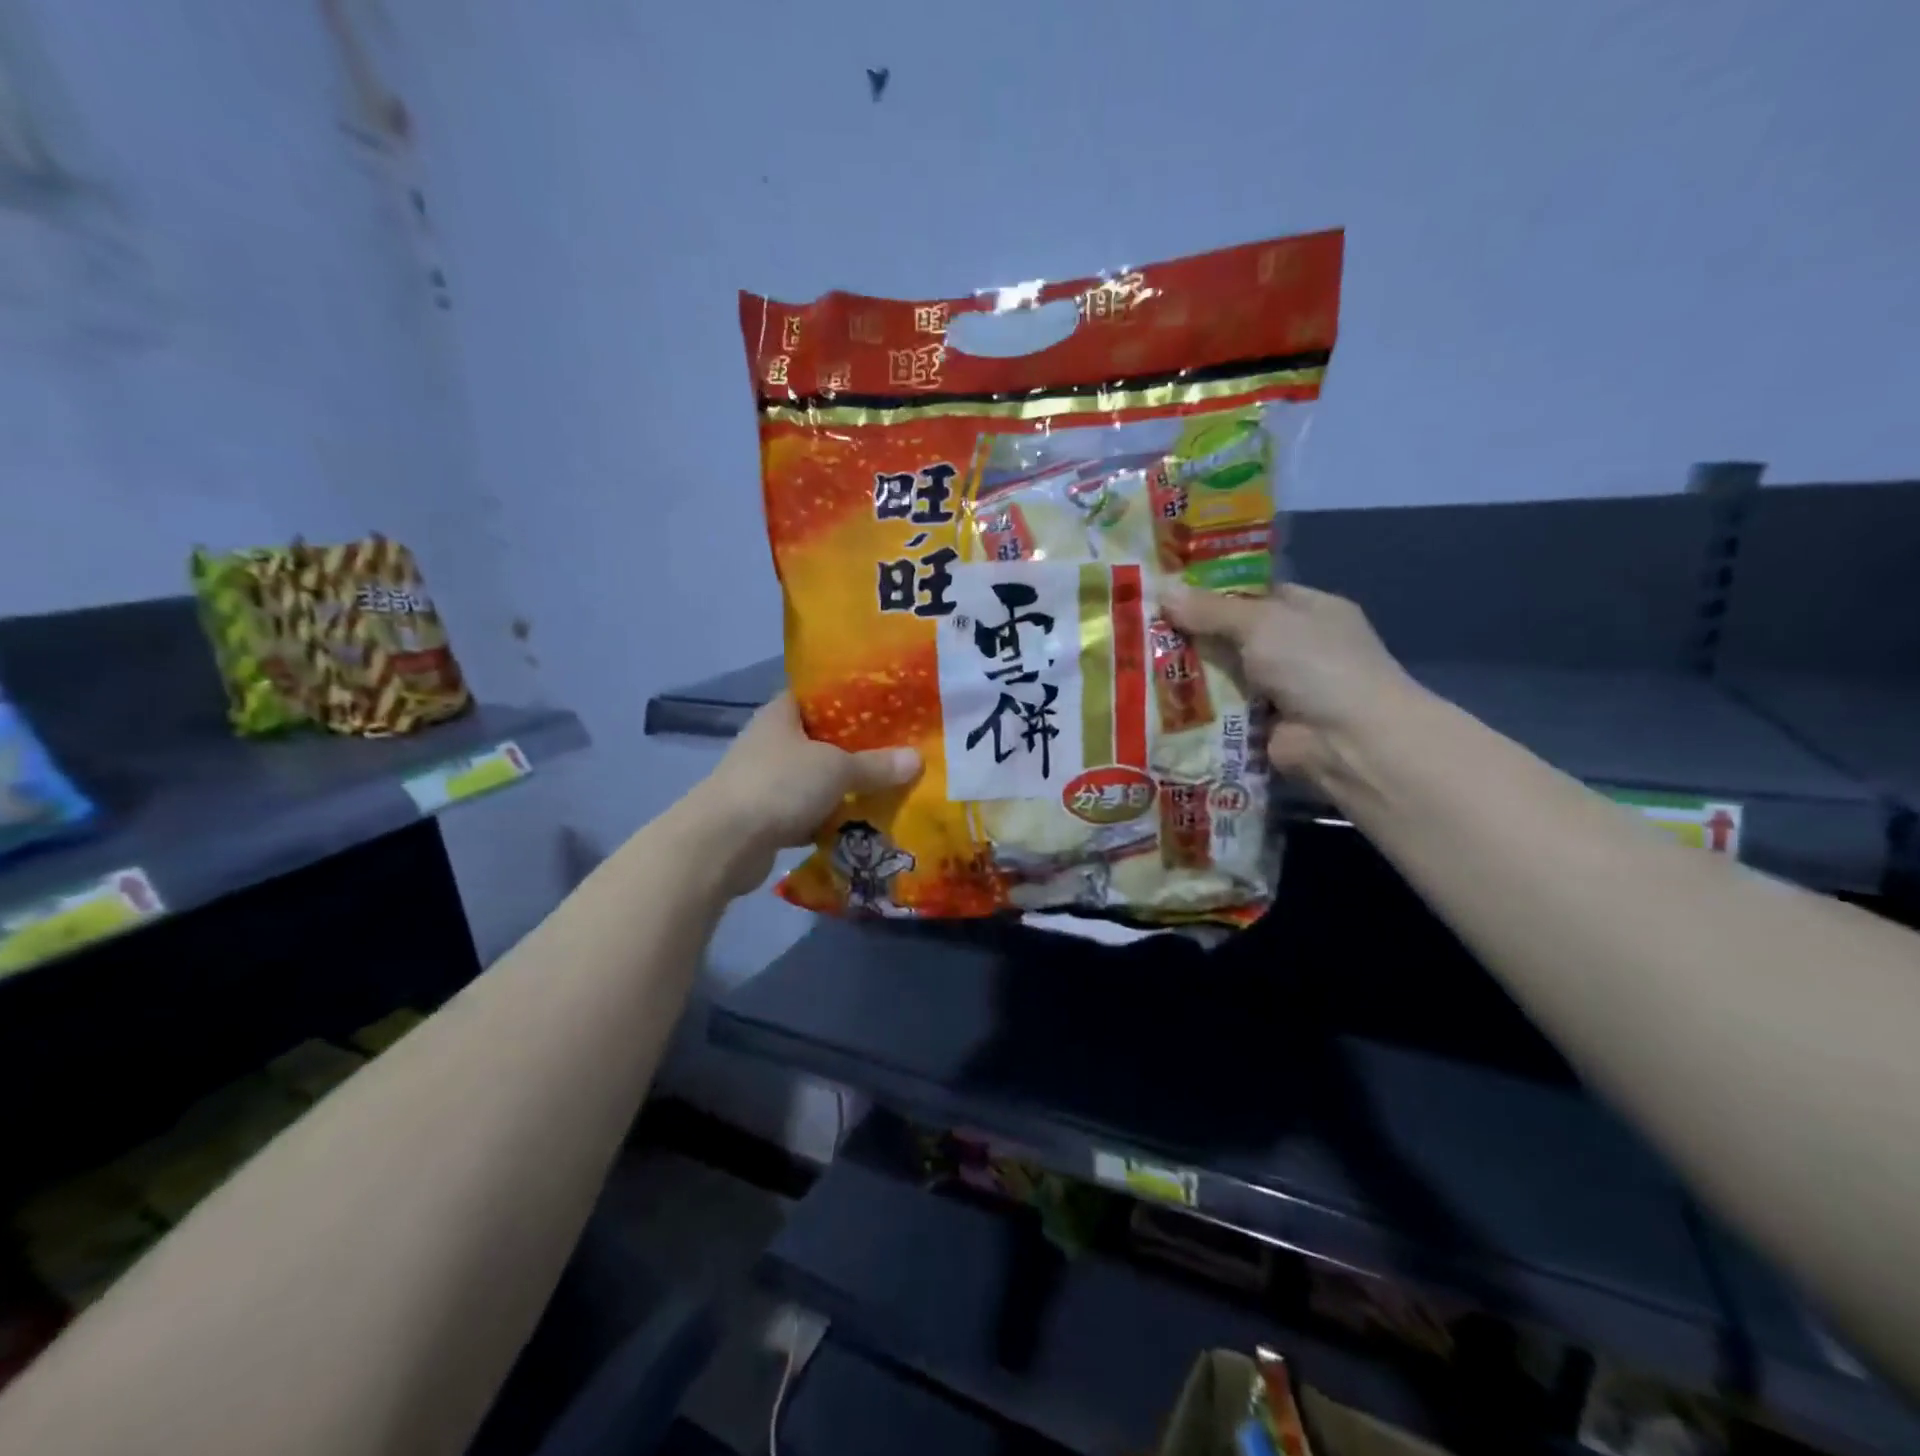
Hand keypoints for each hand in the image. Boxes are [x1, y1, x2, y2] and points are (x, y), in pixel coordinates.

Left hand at [694, 692, 920, 896]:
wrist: (723, 843)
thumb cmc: (779, 785)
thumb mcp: (836, 769)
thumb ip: (876, 765)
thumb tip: (917, 759)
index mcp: (781, 714)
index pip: (818, 695)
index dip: (850, 698)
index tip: (886, 705)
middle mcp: (770, 742)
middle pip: (821, 739)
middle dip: (856, 748)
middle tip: (898, 750)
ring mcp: (765, 781)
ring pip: (816, 778)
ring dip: (844, 787)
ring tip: (888, 787)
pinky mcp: (766, 817)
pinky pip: (808, 812)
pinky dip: (829, 819)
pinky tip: (860, 824)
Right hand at [1161, 583, 1416, 782]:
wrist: (1347, 741)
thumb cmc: (1314, 665)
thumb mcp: (1261, 624)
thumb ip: (1211, 610)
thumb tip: (1164, 593)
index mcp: (1308, 610)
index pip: (1252, 593)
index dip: (1210, 591)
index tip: (1165, 592)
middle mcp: (1296, 647)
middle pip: (1232, 634)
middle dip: (1191, 634)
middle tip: (1139, 627)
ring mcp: (1280, 689)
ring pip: (1223, 674)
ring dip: (1188, 673)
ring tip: (1134, 663)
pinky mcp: (1262, 725)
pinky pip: (1221, 710)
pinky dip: (1195, 708)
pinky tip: (1155, 700)